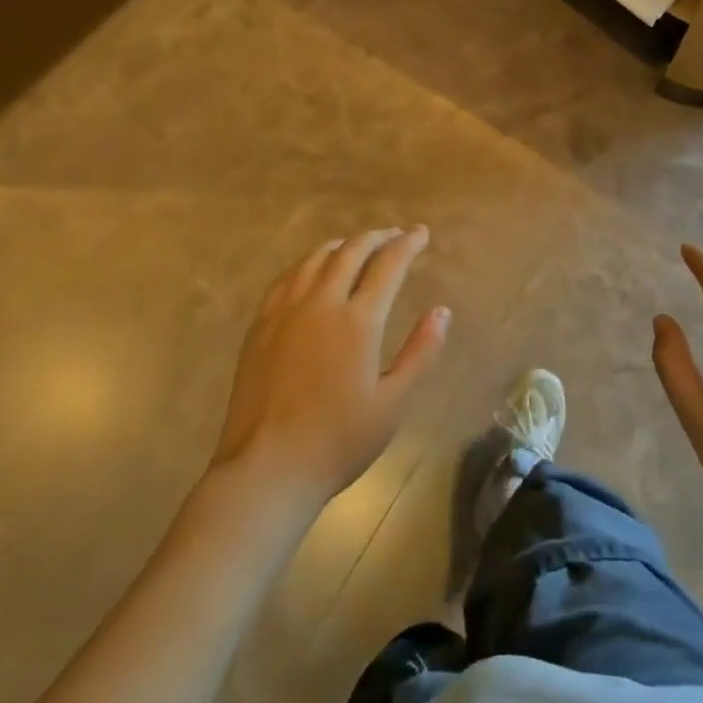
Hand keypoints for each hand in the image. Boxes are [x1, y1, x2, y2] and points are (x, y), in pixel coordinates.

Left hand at [211, 227, 449, 506]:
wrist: (267, 468)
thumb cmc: (338, 441)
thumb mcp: (393, 403)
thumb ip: (421, 353)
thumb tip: (442, 312)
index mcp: (357, 321)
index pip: (388, 265)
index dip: (408, 244)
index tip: (421, 233)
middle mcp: (320, 303)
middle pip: (350, 252)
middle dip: (377, 237)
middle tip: (395, 235)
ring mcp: (285, 312)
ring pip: (315, 259)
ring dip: (342, 245)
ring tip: (356, 246)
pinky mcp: (260, 326)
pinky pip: (287, 278)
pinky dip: (308, 263)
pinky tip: (311, 271)